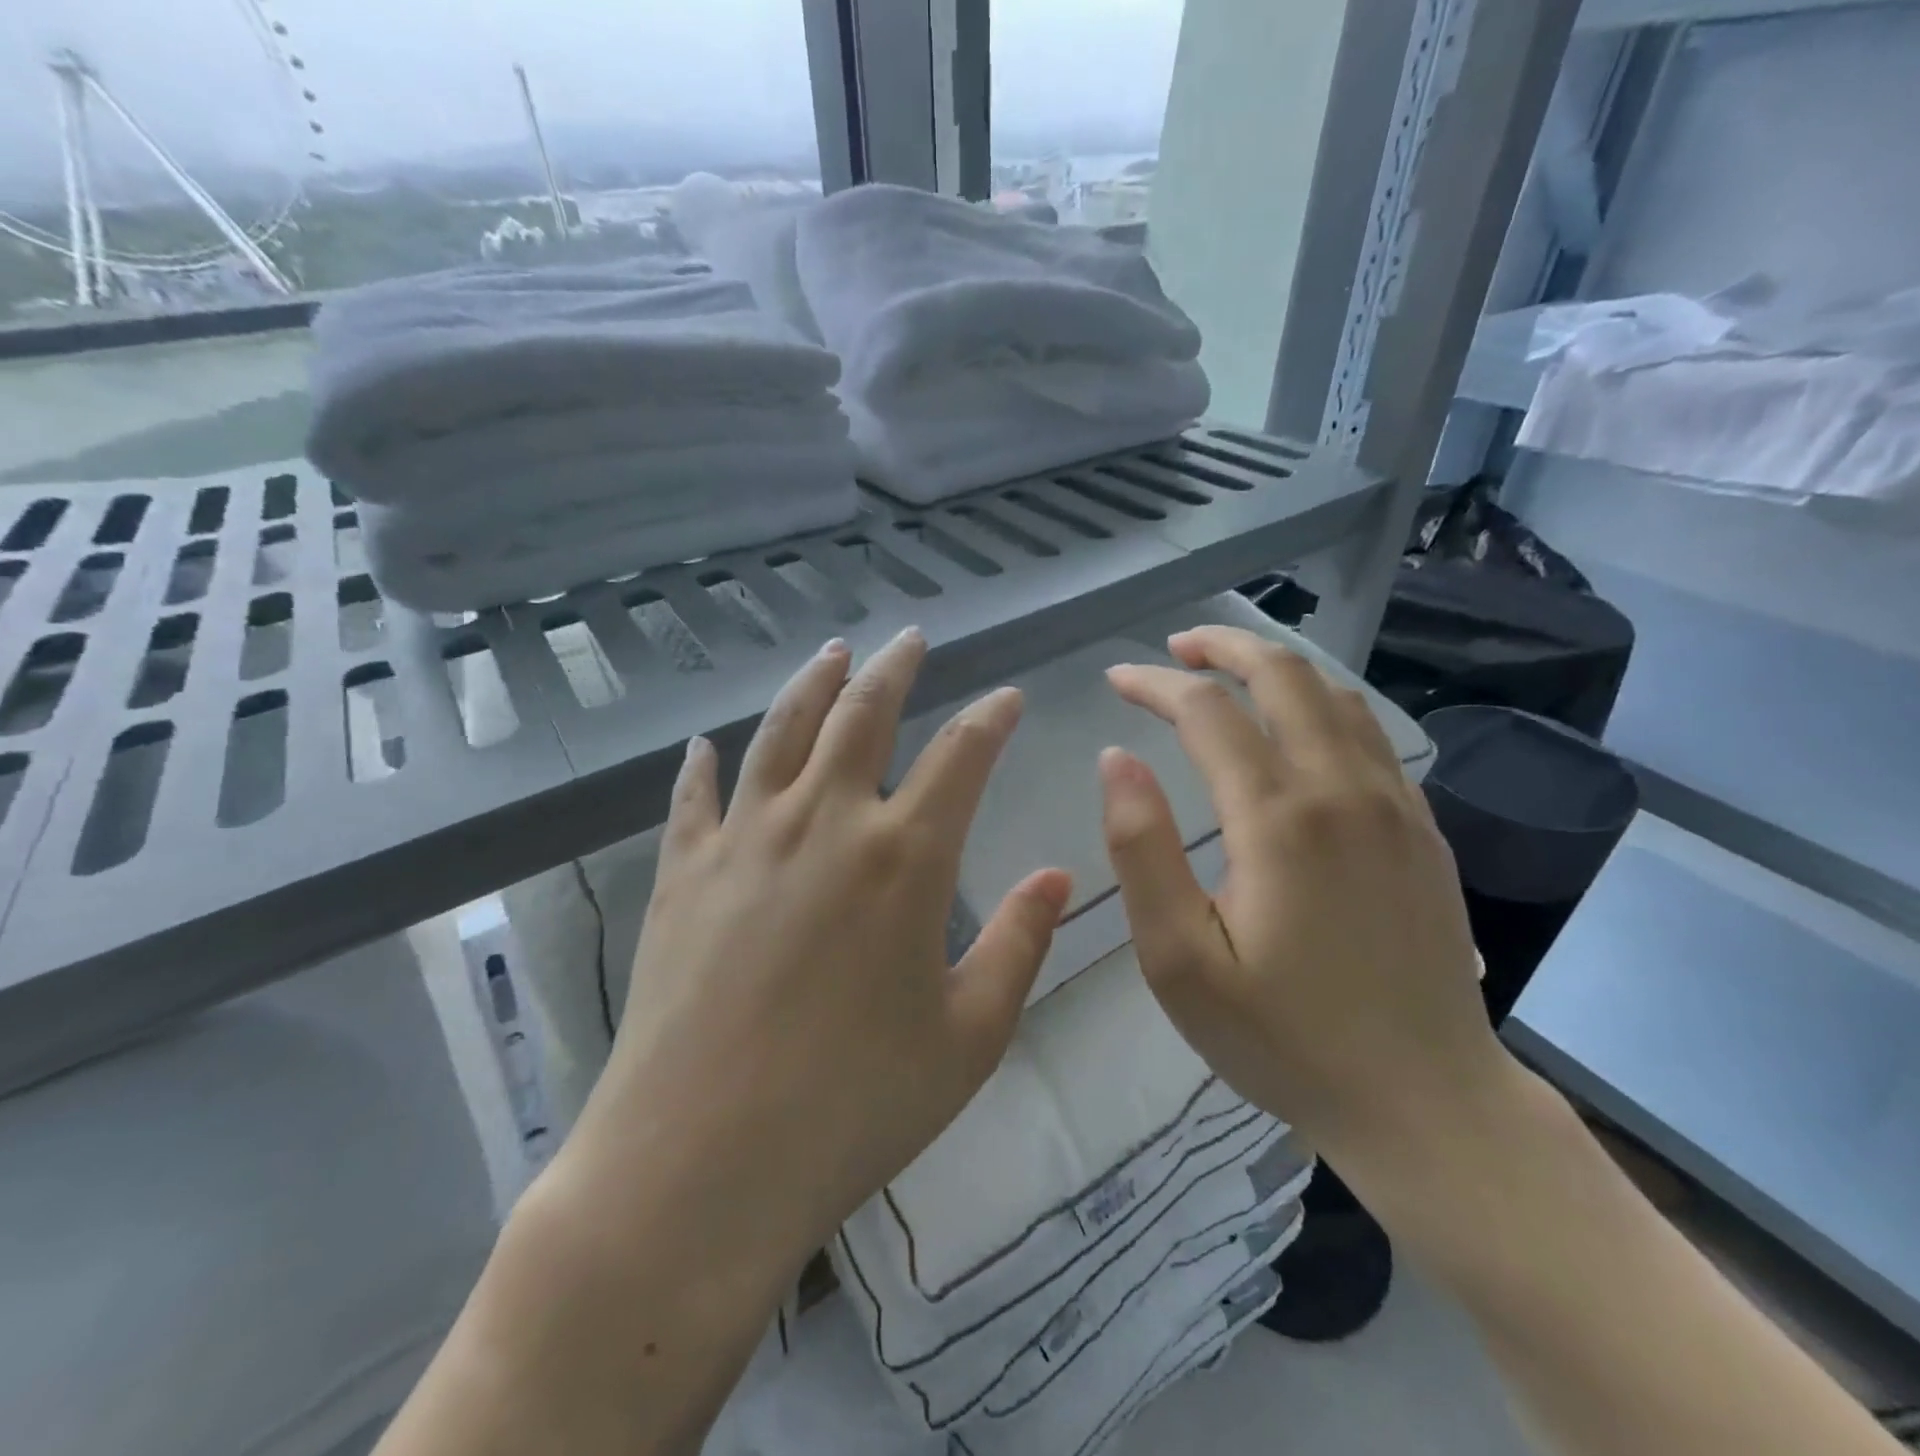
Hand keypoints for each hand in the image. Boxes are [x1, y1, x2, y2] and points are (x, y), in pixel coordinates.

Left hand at [555, 628, 1071, 1288]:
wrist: (700, 1163)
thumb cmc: (854, 1105)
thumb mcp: (969, 1036)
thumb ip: (1020, 944)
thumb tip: (1057, 877)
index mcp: (904, 857)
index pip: (962, 755)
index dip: (991, 718)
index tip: (1008, 697)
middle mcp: (824, 822)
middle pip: (863, 714)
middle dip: (893, 668)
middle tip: (909, 639)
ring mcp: (744, 839)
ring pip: (781, 731)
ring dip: (812, 684)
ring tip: (831, 651)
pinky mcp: (681, 872)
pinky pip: (694, 797)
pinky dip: (703, 764)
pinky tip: (705, 744)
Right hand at [1099, 626, 1503, 1175]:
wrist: (1425, 1102)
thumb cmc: (1282, 1037)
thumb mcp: (1179, 959)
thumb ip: (1141, 849)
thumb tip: (1116, 759)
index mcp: (1279, 819)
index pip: (1208, 712)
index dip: (1155, 684)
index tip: (1116, 681)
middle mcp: (1344, 790)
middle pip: (1285, 676)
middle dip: (1223, 647)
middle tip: (1174, 648)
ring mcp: (1395, 806)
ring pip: (1336, 695)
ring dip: (1275, 667)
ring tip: (1227, 671)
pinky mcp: (1422, 829)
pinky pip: (1370, 734)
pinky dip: (1322, 703)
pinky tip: (1297, 724)